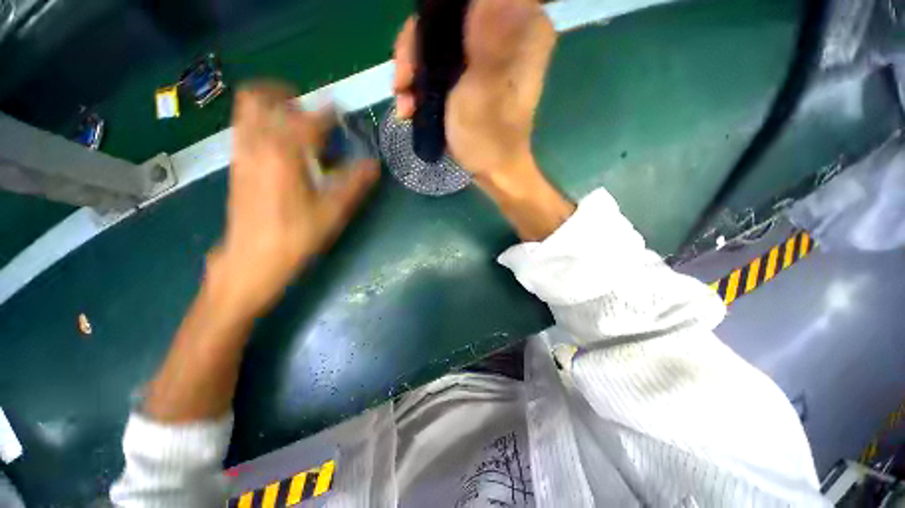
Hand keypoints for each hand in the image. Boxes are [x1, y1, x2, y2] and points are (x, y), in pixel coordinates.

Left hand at [208, 81, 379, 317]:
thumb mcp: (333, 213)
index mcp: (284, 154)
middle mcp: (257, 145)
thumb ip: (354, 184)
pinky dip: (263, 125)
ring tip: (296, 126)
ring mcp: (241, 154)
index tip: (341, 114)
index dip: (328, 112)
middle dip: (285, 95)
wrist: (252, 260)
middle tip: (310, 111)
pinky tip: (282, 148)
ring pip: (247, 111)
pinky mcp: (236, 166)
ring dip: (272, 107)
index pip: (307, 118)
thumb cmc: (295, 237)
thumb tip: (373, 165)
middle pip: (259, 97)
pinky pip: (244, 130)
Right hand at [393, 0, 555, 180]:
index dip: (438, 15)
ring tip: (404, 102)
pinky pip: (437, 62)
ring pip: (437, 39)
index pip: (469, 0)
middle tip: (402, 81)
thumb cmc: (489, 137)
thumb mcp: (485, 88)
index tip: (418, 48)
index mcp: (523, 24)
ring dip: (413, 70)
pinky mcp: (470, 72)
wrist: (490, 171)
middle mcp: (506, 30)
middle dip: (417, 48)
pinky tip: (410, 105)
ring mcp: (485, 52)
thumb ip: (487, 38)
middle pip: (449, 17)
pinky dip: (420, 81)